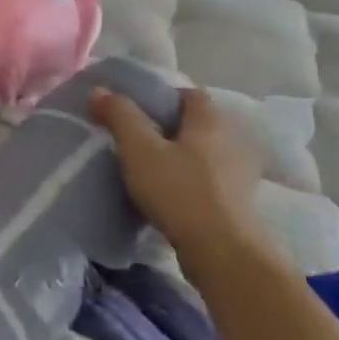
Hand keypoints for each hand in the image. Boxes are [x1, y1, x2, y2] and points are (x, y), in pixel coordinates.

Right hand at [91, 86, 269, 266]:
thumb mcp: (139, 149)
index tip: (137, 108)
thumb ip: (120, 116)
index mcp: (210, 122)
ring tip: (150, 166)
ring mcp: (238, 174)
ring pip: (204, 153)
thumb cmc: (178, 190)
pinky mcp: (237, 202)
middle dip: (171, 127)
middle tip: (137, 136)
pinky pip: (209, 179)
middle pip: (198, 124)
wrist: (221, 249)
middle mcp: (231, 141)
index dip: (164, 96)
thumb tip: (100, 89)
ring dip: (182, 155)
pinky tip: (170, 193)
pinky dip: (190, 179)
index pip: (191, 94)